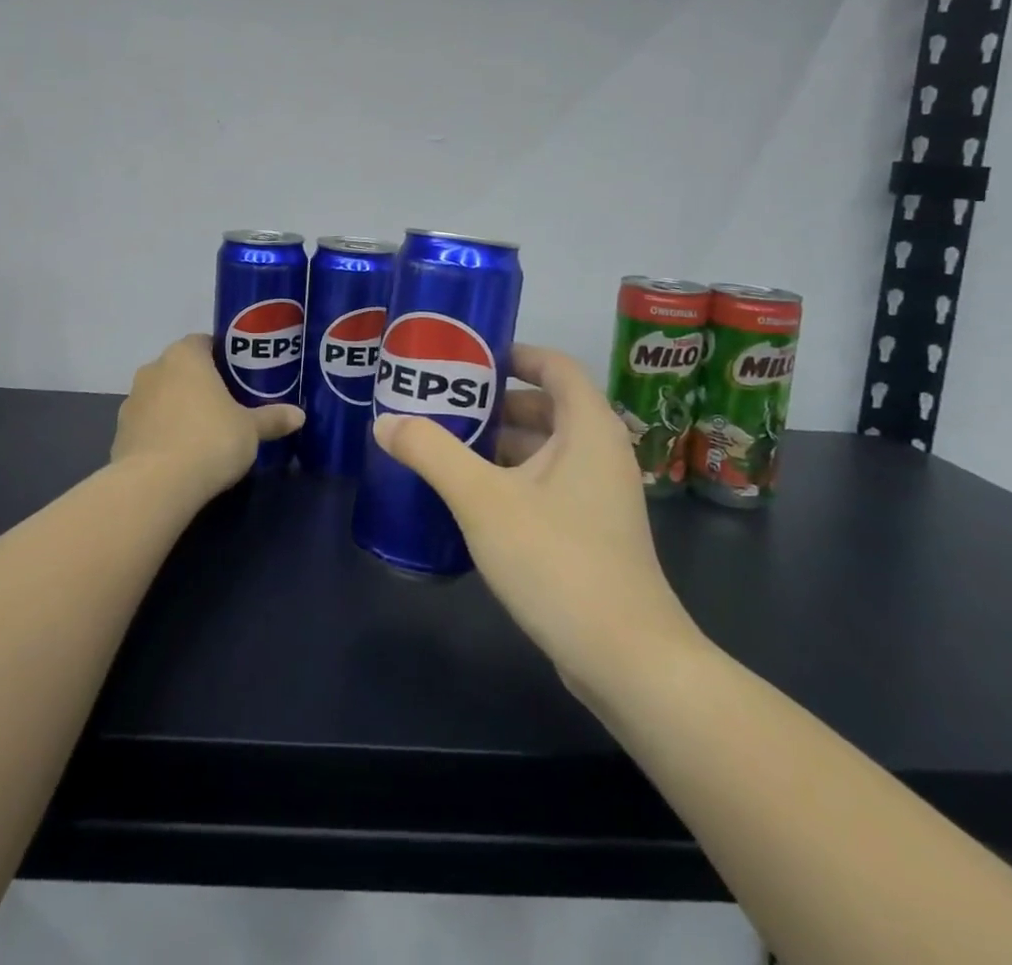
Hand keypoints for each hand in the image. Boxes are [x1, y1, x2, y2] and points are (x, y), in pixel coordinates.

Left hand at [111, 335, 303, 506]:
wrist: (156, 485)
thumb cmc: (210, 440)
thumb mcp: (250, 430)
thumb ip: (272, 419)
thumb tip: (299, 415)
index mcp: (185, 356)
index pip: (203, 342)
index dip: (221, 356)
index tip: (238, 376)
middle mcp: (153, 370)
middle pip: (180, 369)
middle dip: (199, 383)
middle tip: (226, 404)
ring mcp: (131, 402)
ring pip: (161, 397)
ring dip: (177, 408)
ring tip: (202, 433)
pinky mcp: (120, 433)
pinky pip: (147, 425)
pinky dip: (161, 434)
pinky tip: (179, 456)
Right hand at [372, 343, 705, 702]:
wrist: (627, 659)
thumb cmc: (557, 560)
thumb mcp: (482, 499)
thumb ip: (431, 453)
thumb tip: (385, 421)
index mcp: (587, 429)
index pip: (556, 365)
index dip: (515, 353)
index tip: (469, 357)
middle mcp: (600, 453)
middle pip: (546, 407)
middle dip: (494, 402)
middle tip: (442, 403)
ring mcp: (600, 497)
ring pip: (545, 450)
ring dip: (499, 443)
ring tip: (445, 445)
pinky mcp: (592, 533)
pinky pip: (547, 485)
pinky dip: (511, 478)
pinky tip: (470, 496)